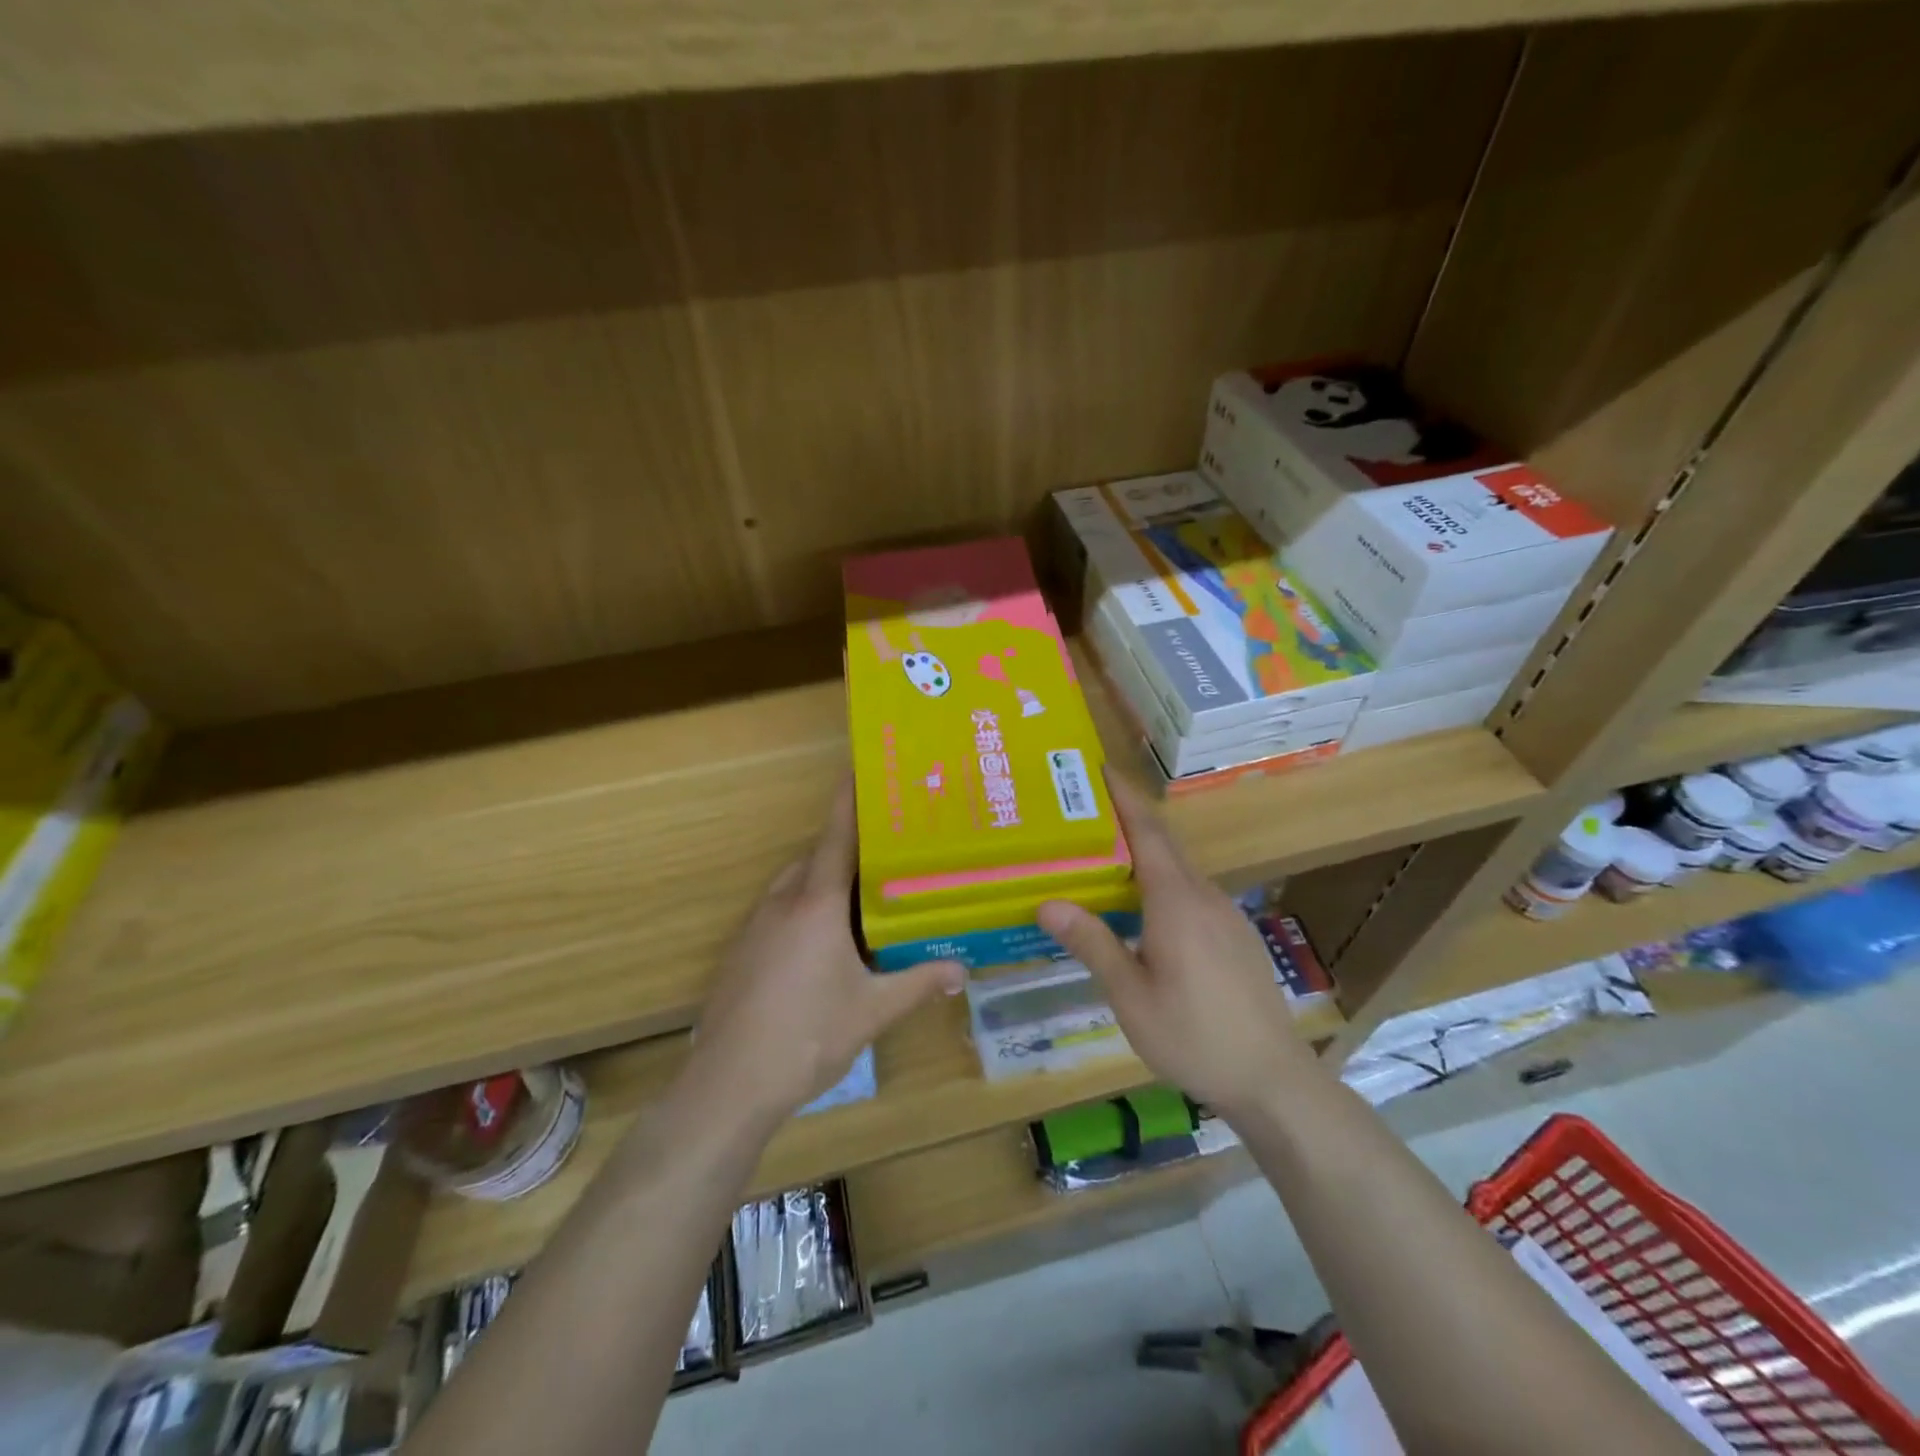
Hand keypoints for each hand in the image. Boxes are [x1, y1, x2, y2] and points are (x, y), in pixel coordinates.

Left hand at [686, 779, 964, 1129]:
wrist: (729, 1083)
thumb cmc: (808, 1035)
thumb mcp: (872, 1011)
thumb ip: (919, 984)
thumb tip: (962, 970)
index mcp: (816, 904)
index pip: (836, 837)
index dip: (848, 800)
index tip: (858, 768)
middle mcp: (783, 903)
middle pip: (816, 859)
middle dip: (847, 851)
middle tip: (885, 854)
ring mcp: (755, 927)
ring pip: (795, 887)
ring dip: (824, 883)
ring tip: (862, 900)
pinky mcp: (741, 952)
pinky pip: (778, 912)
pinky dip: (804, 911)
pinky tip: (825, 946)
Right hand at [1037, 770, 1315, 1115]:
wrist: (1272, 1078)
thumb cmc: (1193, 1036)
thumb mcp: (1131, 997)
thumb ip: (1092, 944)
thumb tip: (1047, 902)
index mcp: (1176, 900)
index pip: (1146, 830)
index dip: (1122, 794)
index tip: (1097, 767)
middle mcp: (1203, 895)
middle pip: (1161, 843)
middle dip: (1125, 818)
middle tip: (1080, 811)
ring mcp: (1224, 914)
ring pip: (1176, 869)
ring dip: (1141, 853)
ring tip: (1100, 856)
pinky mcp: (1234, 935)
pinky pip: (1190, 892)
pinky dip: (1159, 882)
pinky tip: (1140, 908)